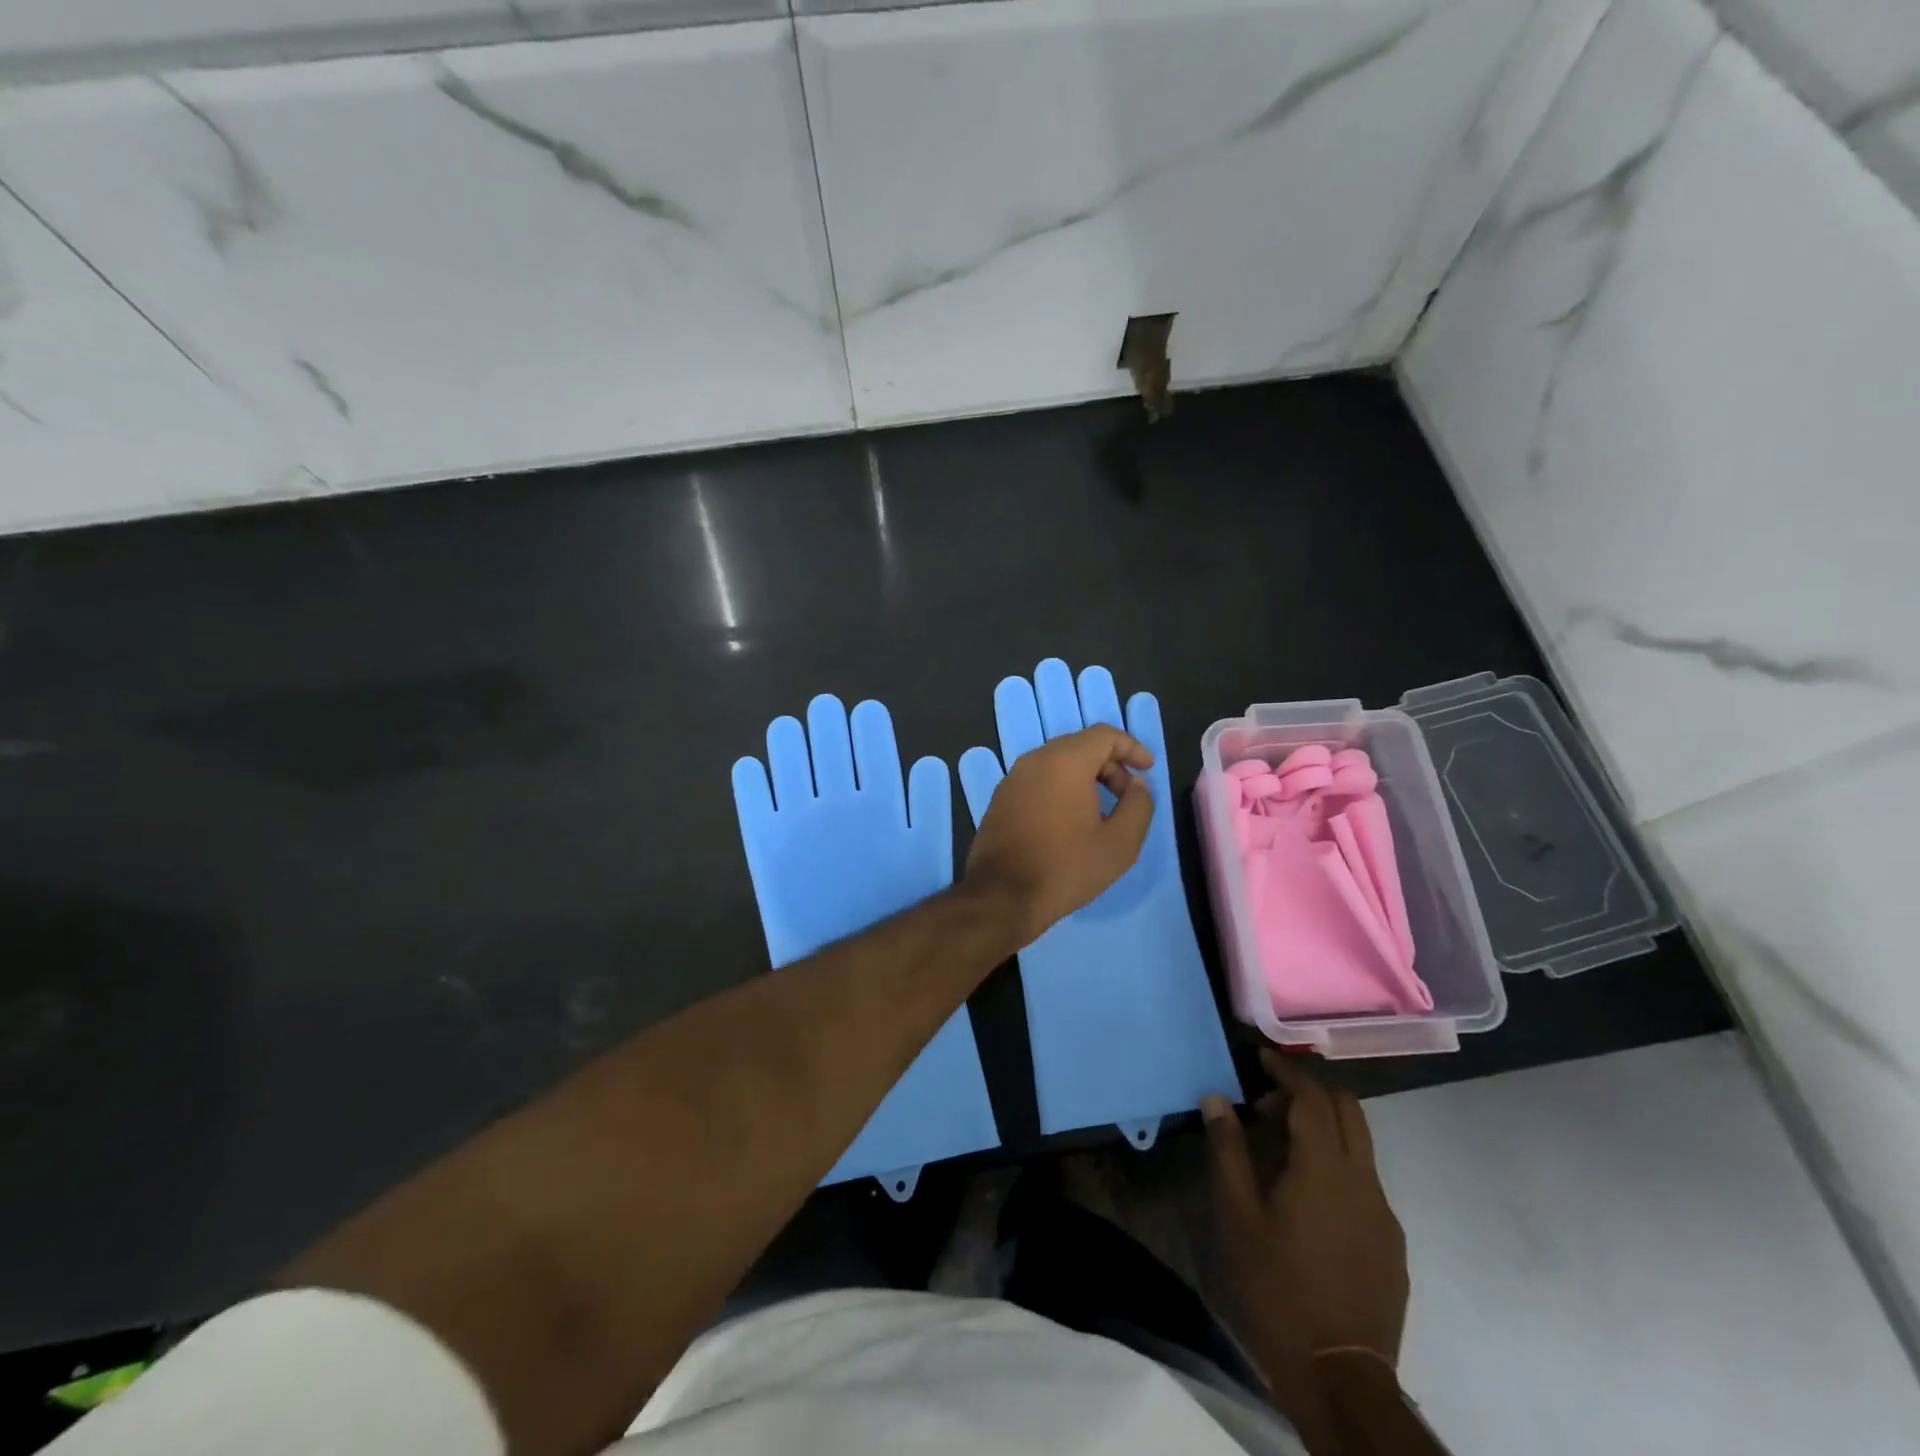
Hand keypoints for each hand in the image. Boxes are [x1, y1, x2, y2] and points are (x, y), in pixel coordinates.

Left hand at [962, 724, 1154, 945]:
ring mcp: (1012, 779)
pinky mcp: (1000, 800)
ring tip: (1103, 812)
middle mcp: (1034, 760)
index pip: (1104, 735)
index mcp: (1064, 761)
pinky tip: (1071, 822)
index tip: (1147, 769)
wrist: (1002, 897)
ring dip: (1085, 778)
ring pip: (1057, 763)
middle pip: (1080, 746)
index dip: (1131, 747)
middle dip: (1110, 765)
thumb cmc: (1066, 867)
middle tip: (1127, 797)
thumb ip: (1138, 805)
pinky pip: (1038, 781)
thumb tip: (1137, 784)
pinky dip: (1061, 789)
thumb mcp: (1120, 843)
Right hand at [1203, 1051, 1407, 1377]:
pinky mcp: (1391, 1244)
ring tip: (1279, 1149)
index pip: (1313, 1097)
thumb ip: (1227, 1151)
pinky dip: (1336, 1163)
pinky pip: (1365, 1180)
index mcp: (1325, 1169)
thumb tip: (1216, 1099)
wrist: (1341, 1379)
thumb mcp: (1237, 1217)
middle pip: (1348, 1110)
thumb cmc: (1276, 1289)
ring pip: (1360, 1144)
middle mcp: (1363, 1181)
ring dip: (1323, 1127)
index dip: (1287, 1071)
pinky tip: (1305, 1197)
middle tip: (1267, 1103)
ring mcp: (1384, 1214)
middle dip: (1309, 1092)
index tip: (1260, 1058)